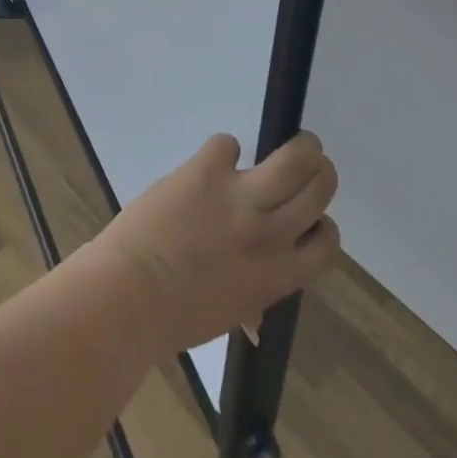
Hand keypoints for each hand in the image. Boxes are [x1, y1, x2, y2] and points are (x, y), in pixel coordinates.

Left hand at [86, 133, 338, 356]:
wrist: (131, 294)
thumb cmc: (176, 316)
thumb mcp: (228, 313)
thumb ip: (250, 299)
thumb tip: (256, 313)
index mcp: (279, 275)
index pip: (326, 244)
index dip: (323, 225)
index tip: (311, 217)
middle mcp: (270, 233)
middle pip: (320, 188)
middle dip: (318, 171)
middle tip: (308, 163)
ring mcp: (241, 197)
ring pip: (295, 158)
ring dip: (300, 145)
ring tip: (293, 141)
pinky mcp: (207, 170)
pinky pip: (227, 144)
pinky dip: (222, 149)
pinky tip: (211, 161)